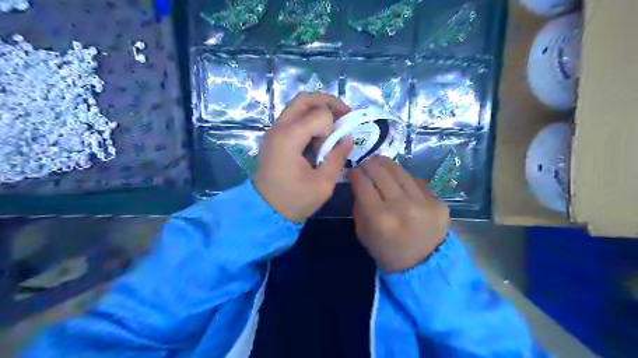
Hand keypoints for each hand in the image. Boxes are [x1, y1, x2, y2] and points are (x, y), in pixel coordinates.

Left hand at [253, 93, 353, 221]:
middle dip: (329, 103)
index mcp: (290, 137)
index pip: (320, 114)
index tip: (334, 147)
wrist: (264, 211)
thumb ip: (338, 157)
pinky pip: (293, 116)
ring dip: (319, 109)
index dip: (334, 128)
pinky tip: (319, 134)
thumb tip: (348, 138)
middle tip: (345, 116)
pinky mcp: (274, 136)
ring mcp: (274, 130)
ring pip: (298, 104)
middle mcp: (279, 127)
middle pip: (306, 98)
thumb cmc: (294, 200)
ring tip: (334, 124)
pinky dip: (309, 118)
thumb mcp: (323, 184)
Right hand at [348, 158, 446, 272]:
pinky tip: (399, 180)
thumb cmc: (388, 252)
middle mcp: (401, 206)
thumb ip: (359, 206)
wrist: (424, 266)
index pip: (363, 183)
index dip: (355, 173)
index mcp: (379, 218)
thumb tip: (359, 183)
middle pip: (381, 172)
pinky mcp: (438, 202)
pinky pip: (416, 182)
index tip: (352, 171)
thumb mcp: (363, 233)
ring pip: (400, 171)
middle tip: (365, 164)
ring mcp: (423, 202)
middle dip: (369, 164)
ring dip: (387, 164)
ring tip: (380, 163)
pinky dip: (404, 178)